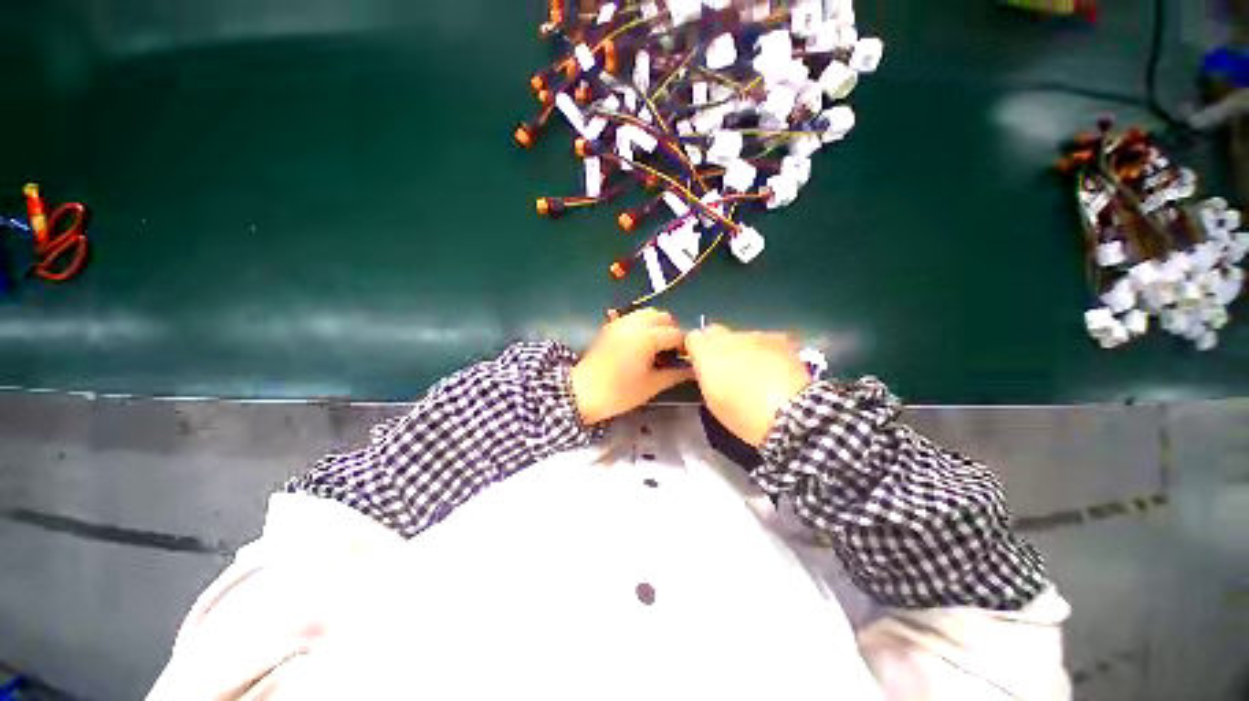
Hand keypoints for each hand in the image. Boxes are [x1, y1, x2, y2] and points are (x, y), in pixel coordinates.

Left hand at [571, 309, 694, 424]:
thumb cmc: (619, 392)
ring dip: (658, 326)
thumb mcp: (651, 385)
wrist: (582, 392)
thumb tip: (694, 370)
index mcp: (647, 337)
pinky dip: (643, 325)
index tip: (688, 359)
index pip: (676, 334)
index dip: (685, 346)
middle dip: (672, 331)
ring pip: (648, 314)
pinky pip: (634, 317)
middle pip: (663, 317)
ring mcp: (621, 322)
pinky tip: (642, 344)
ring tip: (657, 347)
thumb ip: (676, 374)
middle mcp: (635, 323)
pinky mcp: (611, 325)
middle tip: (672, 353)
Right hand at [684, 324, 810, 446]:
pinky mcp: (778, 339)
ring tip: (756, 370)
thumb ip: (706, 376)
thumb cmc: (742, 414)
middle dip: (716, 344)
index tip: (700, 361)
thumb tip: (706, 368)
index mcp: (707, 353)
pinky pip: (764, 341)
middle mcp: (728, 338)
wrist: (788, 413)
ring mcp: (754, 336)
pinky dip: (765, 351)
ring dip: (743, 348)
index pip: (693, 337)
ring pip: (741, 337)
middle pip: (715, 331)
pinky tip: (774, 369)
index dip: (696, 348)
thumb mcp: (712, 399)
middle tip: (725, 365)